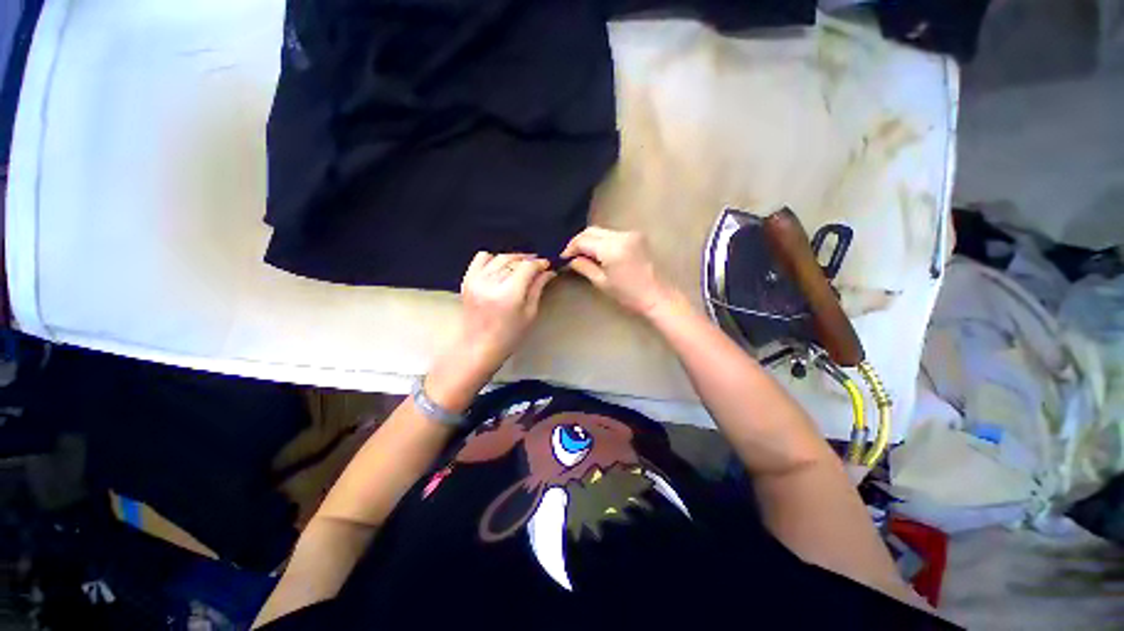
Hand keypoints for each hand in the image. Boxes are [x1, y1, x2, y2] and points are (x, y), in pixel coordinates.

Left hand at [457, 252, 555, 367]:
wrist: (478, 347)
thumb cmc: (508, 336)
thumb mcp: (529, 314)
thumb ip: (537, 288)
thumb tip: (548, 272)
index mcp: (509, 294)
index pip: (527, 267)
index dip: (539, 263)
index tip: (547, 265)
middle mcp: (491, 283)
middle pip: (513, 259)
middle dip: (528, 260)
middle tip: (537, 266)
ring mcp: (476, 280)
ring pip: (499, 257)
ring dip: (513, 258)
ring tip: (521, 267)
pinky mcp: (467, 280)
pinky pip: (481, 258)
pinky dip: (493, 258)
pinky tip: (501, 267)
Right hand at [561, 227, 677, 316]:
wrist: (657, 295)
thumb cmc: (629, 294)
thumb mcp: (602, 282)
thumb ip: (584, 267)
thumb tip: (571, 260)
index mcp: (611, 248)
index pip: (583, 240)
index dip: (570, 248)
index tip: (563, 257)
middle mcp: (621, 235)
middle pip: (592, 231)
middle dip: (579, 241)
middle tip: (571, 255)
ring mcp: (631, 234)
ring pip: (602, 231)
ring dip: (591, 241)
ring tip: (583, 255)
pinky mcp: (637, 237)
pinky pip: (613, 235)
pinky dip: (603, 241)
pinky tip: (599, 253)